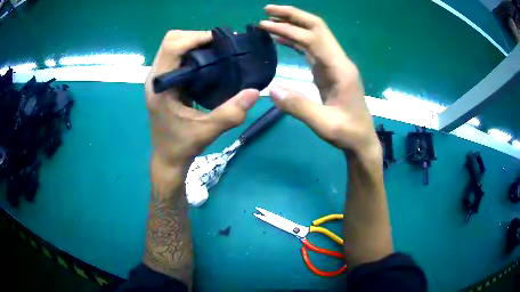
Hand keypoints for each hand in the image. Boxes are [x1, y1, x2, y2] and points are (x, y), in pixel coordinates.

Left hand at [145, 30, 260, 167]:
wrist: (167, 159)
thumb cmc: (181, 146)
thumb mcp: (207, 131)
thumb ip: (231, 113)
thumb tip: (255, 92)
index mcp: (159, 86)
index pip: (171, 46)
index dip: (195, 38)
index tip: (220, 43)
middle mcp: (156, 78)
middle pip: (171, 41)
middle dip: (196, 37)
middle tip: (219, 47)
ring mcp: (159, 79)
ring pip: (174, 46)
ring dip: (195, 44)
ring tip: (217, 52)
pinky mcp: (165, 81)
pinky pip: (177, 57)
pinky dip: (193, 53)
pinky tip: (209, 62)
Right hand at [259, 5, 379, 157]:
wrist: (361, 139)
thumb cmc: (347, 132)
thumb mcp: (323, 125)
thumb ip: (299, 107)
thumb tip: (272, 90)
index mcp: (340, 69)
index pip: (313, 39)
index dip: (288, 29)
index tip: (264, 24)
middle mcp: (339, 60)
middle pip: (317, 27)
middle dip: (293, 15)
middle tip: (268, 10)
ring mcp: (334, 64)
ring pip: (314, 34)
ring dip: (294, 24)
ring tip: (270, 20)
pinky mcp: (329, 70)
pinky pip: (312, 48)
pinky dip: (296, 40)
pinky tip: (281, 38)